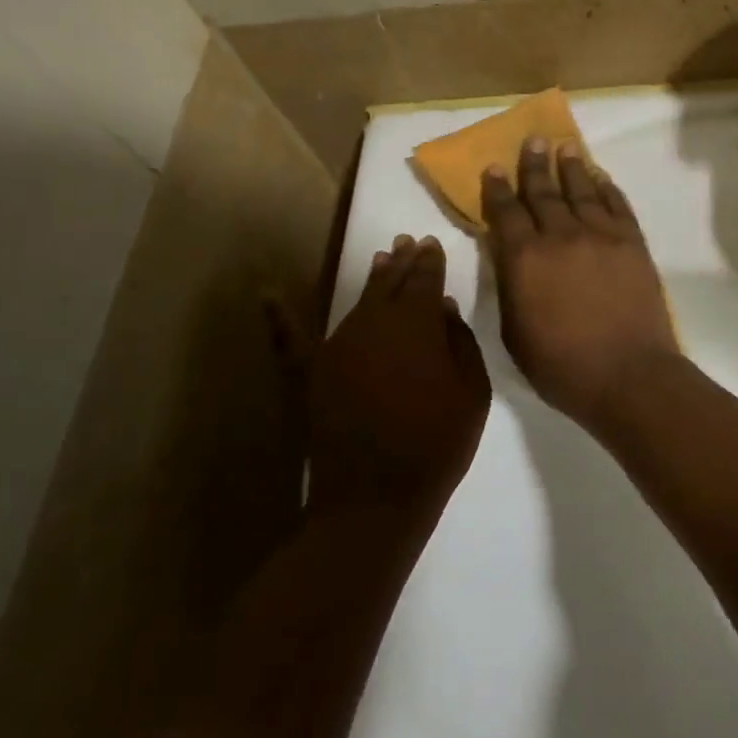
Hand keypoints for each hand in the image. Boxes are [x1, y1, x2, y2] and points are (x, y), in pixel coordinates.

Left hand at [305, 235, 490, 516]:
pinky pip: (291, 340)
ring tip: (380, 260)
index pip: (425, 279)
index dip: (430, 261)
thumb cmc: (436, 445)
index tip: (431, 243)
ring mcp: (337, 346)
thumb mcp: (472, 393)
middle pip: (390, 284)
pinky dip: (279, 318)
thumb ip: (460, 342)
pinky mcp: (310, 373)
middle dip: (402, 262)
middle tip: (407, 242)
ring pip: (356, 302)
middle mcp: (374, 323)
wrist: (376, 496)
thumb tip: (443, 306)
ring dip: (371, 280)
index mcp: (417, 324)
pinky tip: (266, 295)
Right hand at [482, 138, 680, 427]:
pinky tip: (601, 178)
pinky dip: (608, 188)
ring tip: (565, 148)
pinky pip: (618, 206)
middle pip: (544, 192)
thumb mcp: (514, 333)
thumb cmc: (561, 365)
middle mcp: (561, 236)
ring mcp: (602, 236)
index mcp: (525, 258)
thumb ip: (510, 287)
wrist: (628, 375)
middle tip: (532, 140)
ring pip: (583, 191)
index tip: (495, 167)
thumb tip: (508, 257)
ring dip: (571, 168)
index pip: (507, 212)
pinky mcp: (633, 244)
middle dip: (535, 166)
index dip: (499, 188)